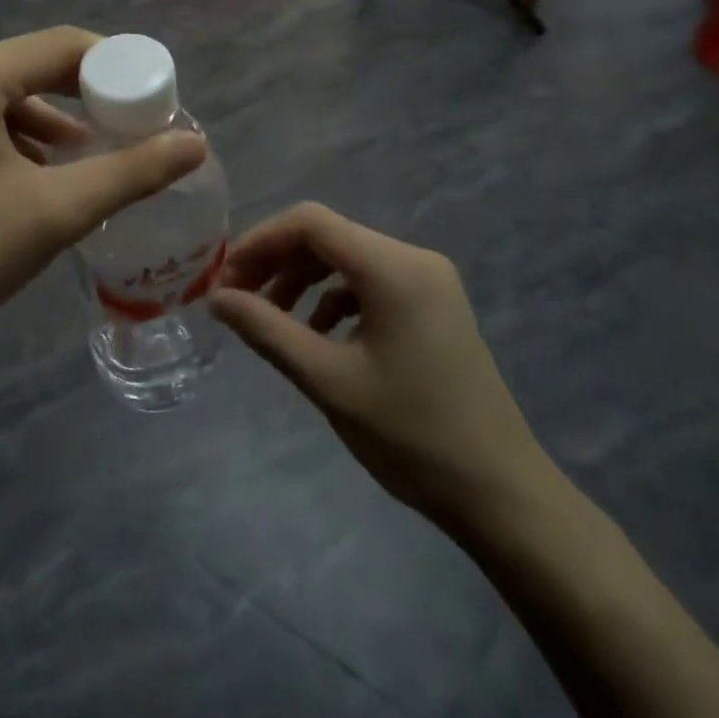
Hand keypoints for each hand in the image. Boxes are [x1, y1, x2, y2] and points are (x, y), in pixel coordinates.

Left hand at [0, 28, 206, 383]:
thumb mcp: (53, 214)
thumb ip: (131, 172)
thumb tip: (196, 144)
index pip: (61, 47)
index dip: (114, 69)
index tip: (148, 103)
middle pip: (23, 67)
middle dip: (74, 102)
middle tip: (116, 138)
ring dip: (34, 123)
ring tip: (71, 164)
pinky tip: (14, 173)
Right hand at [210, 203, 556, 537]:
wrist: (502, 495)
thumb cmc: (411, 436)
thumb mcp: (328, 381)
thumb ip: (267, 330)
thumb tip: (217, 299)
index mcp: (393, 268)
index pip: (310, 222)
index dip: (260, 241)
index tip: (225, 279)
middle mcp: (414, 259)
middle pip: (327, 236)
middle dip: (276, 262)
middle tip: (238, 300)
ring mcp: (429, 281)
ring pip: (346, 258)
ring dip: (301, 281)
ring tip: (270, 320)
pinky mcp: (433, 305)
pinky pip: (369, 282)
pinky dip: (333, 300)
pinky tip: (316, 336)